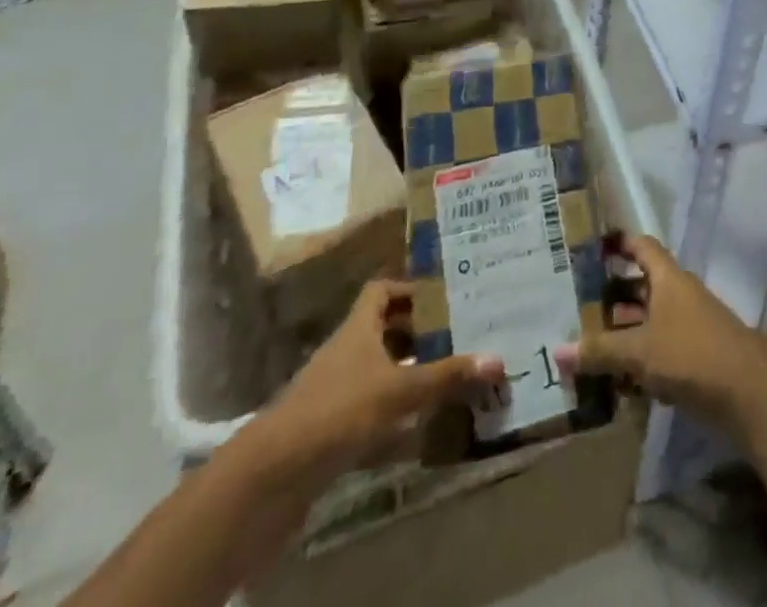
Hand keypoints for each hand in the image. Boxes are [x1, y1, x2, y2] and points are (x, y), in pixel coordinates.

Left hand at [253, 281, 504, 480]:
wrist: (268, 479)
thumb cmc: (337, 412)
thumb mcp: (399, 390)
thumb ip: (446, 376)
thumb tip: (498, 359)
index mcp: (357, 328)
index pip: (382, 290)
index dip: (411, 288)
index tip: (444, 295)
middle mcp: (345, 352)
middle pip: (383, 330)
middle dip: (418, 332)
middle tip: (457, 334)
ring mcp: (333, 392)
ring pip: (378, 371)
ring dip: (407, 373)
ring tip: (447, 377)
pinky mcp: (328, 430)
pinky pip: (369, 410)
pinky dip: (393, 415)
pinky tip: (419, 428)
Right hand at [555, 235, 766, 429]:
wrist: (749, 390)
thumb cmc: (691, 354)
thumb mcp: (640, 351)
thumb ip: (601, 350)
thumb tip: (559, 350)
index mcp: (669, 278)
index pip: (643, 247)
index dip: (620, 243)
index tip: (594, 246)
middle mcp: (681, 294)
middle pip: (644, 284)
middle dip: (614, 292)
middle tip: (578, 302)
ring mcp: (692, 324)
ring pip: (652, 318)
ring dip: (626, 328)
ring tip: (591, 341)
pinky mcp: (698, 355)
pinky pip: (662, 346)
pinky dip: (642, 356)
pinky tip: (619, 378)